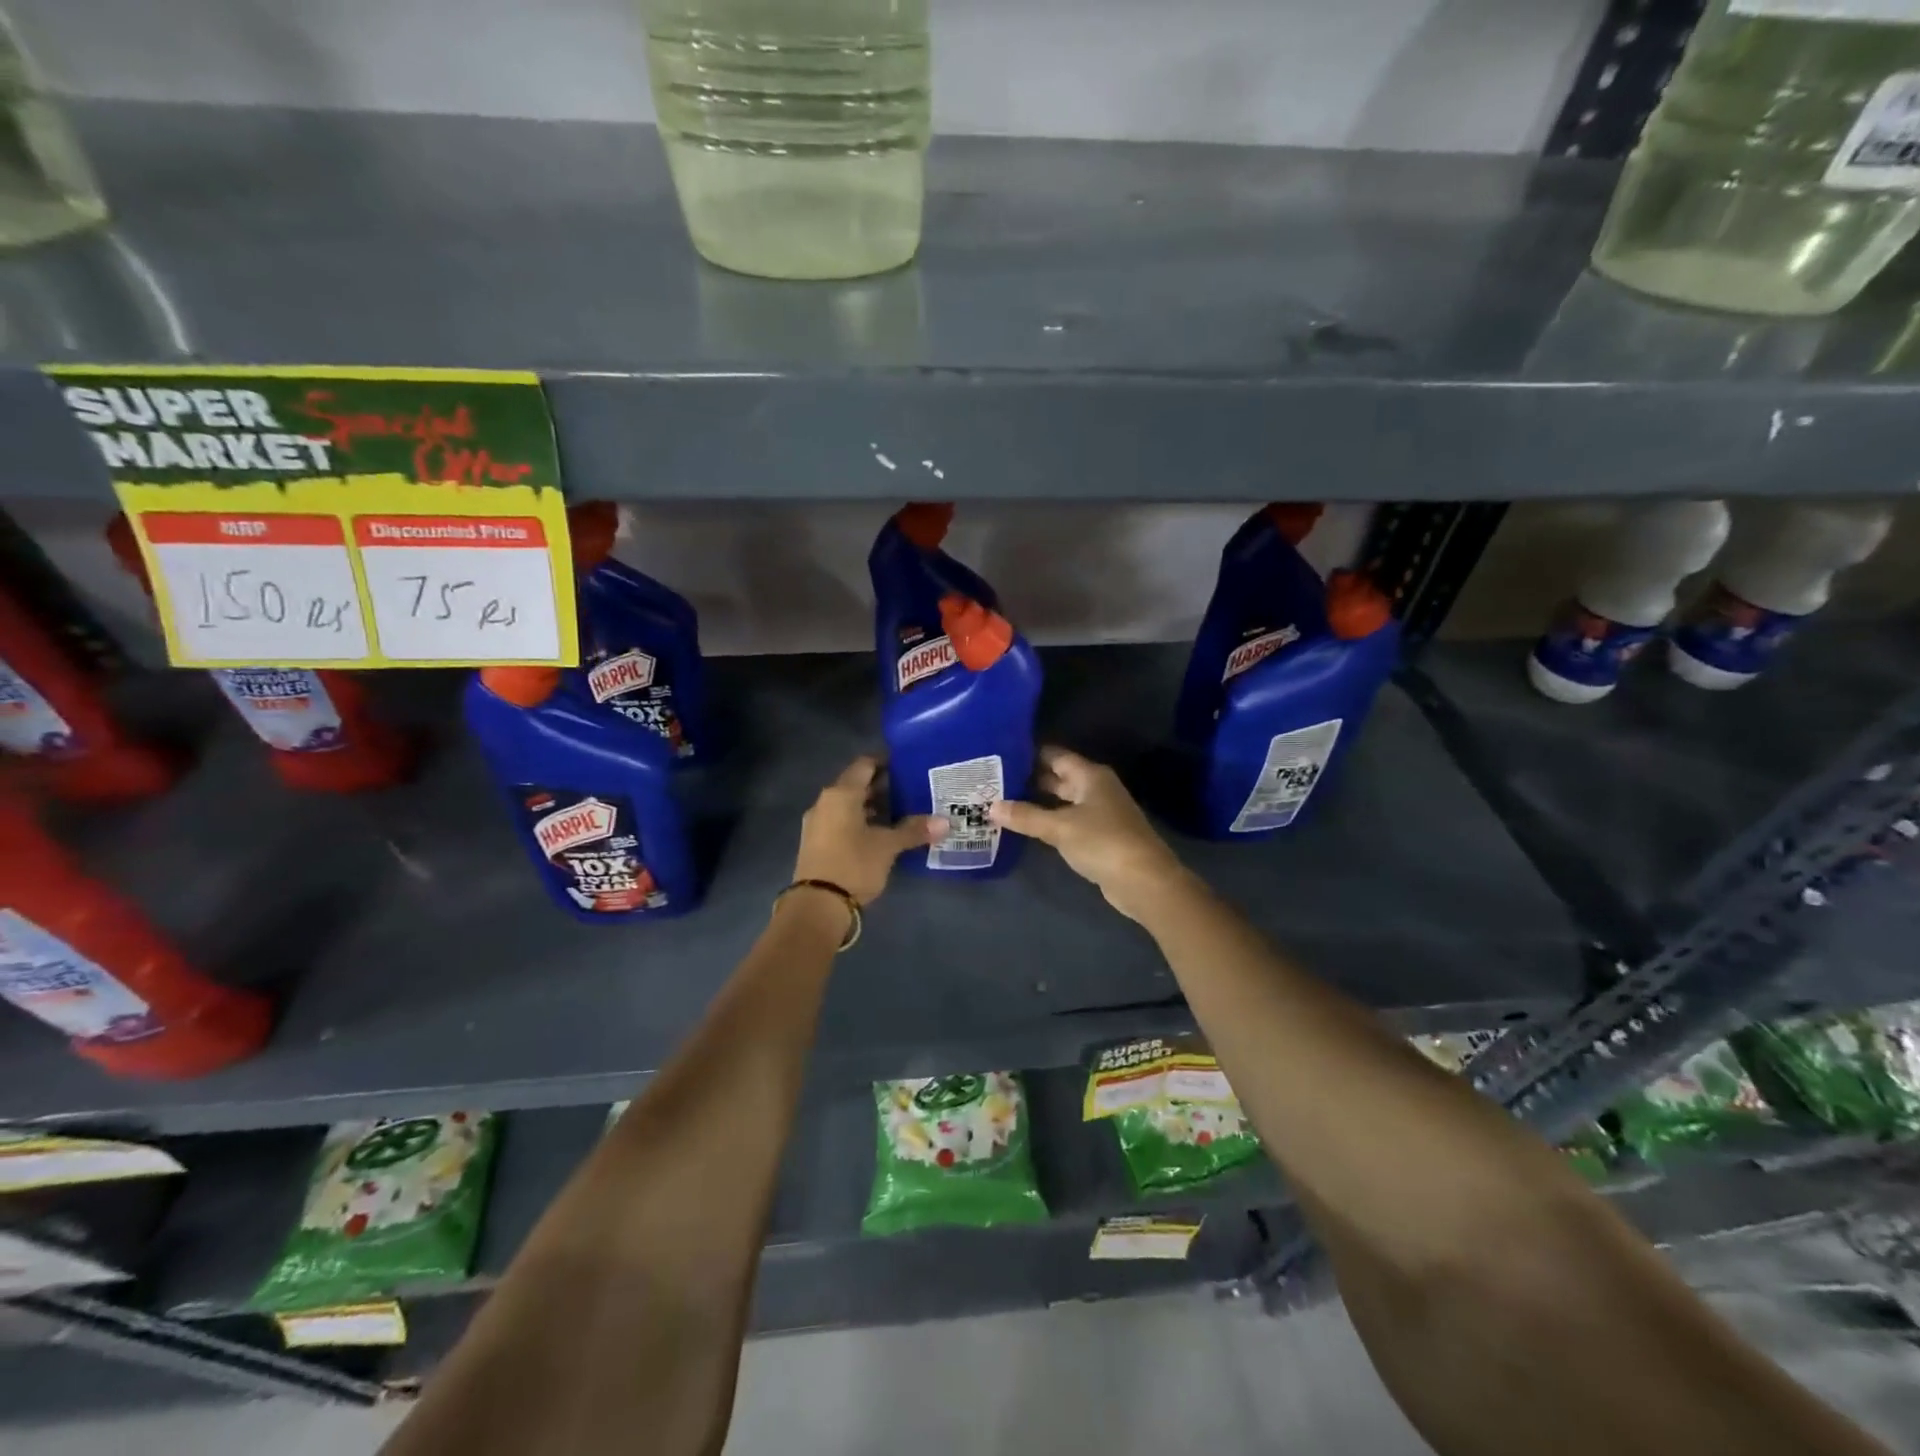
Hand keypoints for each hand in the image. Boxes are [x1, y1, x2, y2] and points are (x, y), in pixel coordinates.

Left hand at [793, 756, 943, 906]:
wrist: (817, 906)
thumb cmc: (853, 865)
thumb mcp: (888, 846)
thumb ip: (914, 830)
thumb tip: (945, 822)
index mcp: (841, 794)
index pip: (865, 765)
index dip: (886, 762)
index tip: (908, 766)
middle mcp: (825, 802)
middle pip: (856, 784)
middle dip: (882, 786)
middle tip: (911, 790)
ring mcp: (817, 823)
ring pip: (848, 805)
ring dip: (871, 807)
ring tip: (901, 812)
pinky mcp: (816, 843)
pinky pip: (841, 822)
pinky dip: (860, 822)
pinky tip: (881, 834)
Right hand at [989, 747, 1187, 921]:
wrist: (1144, 882)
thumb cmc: (1103, 842)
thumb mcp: (1059, 827)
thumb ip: (1025, 816)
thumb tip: (991, 806)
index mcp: (1090, 776)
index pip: (1055, 755)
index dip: (1029, 754)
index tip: (999, 754)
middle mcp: (1095, 789)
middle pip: (1058, 777)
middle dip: (1028, 779)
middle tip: (993, 781)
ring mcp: (1099, 813)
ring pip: (1062, 801)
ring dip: (1036, 802)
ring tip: (1001, 801)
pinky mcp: (1099, 837)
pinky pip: (1067, 821)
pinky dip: (1048, 821)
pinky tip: (1025, 826)